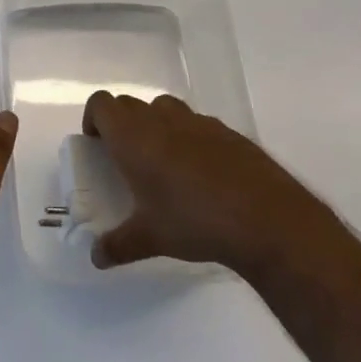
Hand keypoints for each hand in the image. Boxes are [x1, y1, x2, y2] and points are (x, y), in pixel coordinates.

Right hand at [81, 91, 320, 273]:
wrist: (266, 219)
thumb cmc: (194, 221)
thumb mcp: (150, 239)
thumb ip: (118, 245)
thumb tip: (97, 258)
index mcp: (134, 136)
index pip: (101, 104)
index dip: (94, 118)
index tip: (97, 144)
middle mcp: (162, 119)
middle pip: (130, 104)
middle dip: (122, 124)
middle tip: (125, 158)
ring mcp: (198, 122)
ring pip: (165, 109)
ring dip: (156, 125)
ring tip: (163, 163)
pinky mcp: (228, 132)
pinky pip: (197, 125)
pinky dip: (189, 139)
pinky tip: (202, 175)